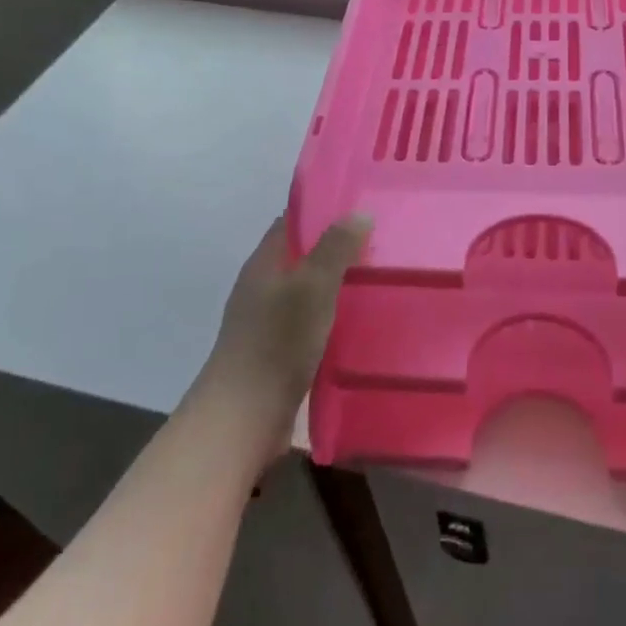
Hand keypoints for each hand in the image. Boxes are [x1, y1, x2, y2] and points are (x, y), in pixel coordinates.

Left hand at [194, 214, 369, 450]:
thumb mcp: (312, 286)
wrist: (244, 418)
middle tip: (381, 243)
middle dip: (336, 249)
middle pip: (301, 257)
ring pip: (307, 291)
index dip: (322, 211)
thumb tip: (358, 213)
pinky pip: (309, 322)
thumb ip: (335, 249)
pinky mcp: (277, 353)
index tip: (360, 207)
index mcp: (264, 263)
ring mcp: (267, 322)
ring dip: (336, 285)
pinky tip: (359, 324)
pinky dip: (332, 316)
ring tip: (378, 280)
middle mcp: (262, 287)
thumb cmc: (277, 342)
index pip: (291, 223)